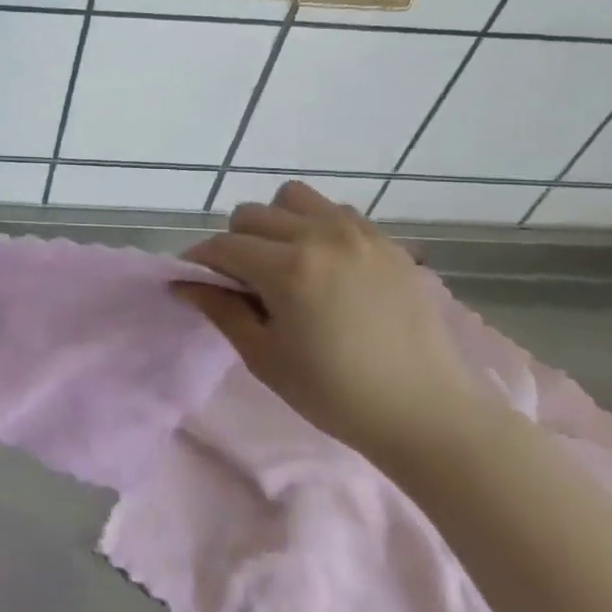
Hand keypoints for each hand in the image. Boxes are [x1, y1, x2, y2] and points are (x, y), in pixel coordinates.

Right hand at [175, 182, 480, 462]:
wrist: (427, 413)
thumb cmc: (335, 394)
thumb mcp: (264, 356)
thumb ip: (220, 309)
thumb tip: (184, 283)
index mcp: (288, 269)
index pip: (222, 246)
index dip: (200, 262)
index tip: (195, 282)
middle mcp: (321, 237)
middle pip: (251, 214)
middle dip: (235, 243)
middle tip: (243, 282)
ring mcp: (360, 234)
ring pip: (293, 199)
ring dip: (275, 224)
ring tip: (284, 263)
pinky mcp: (388, 242)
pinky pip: (335, 212)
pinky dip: (316, 227)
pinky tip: (324, 266)